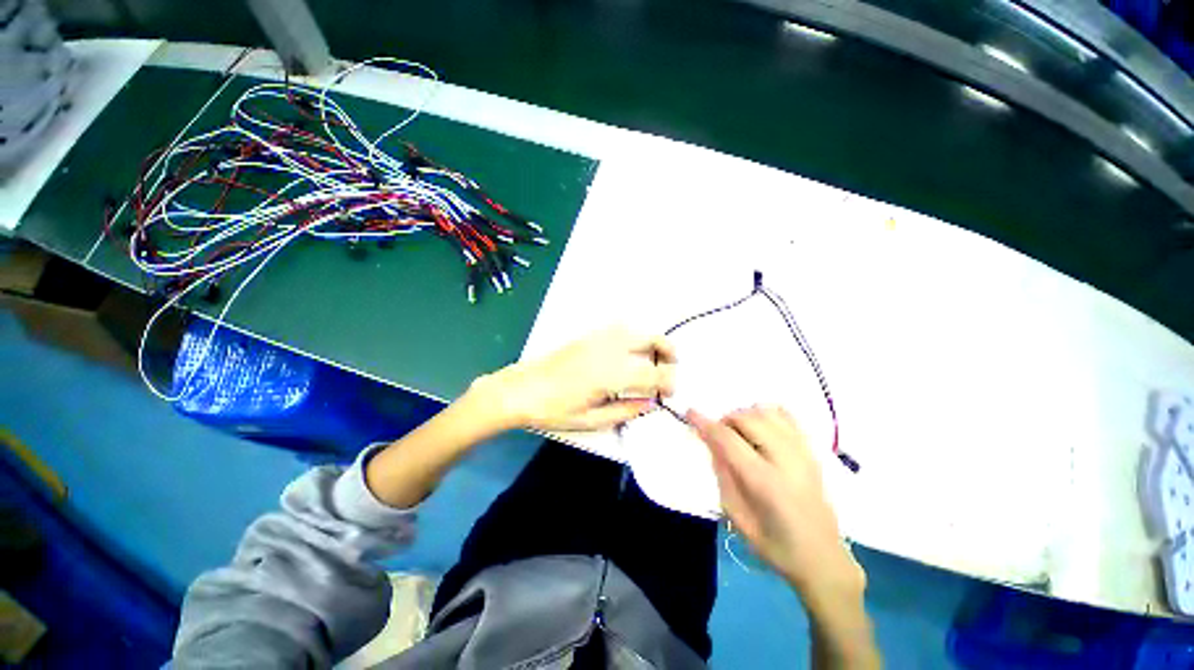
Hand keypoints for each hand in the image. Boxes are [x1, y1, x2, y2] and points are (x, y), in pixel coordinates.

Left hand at [480, 326, 676, 430]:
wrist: (521, 389)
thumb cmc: (554, 410)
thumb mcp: (591, 420)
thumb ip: (626, 411)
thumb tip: (651, 404)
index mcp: (613, 373)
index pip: (654, 373)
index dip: (668, 383)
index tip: (670, 394)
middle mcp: (611, 348)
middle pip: (652, 340)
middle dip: (669, 353)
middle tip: (671, 369)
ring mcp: (599, 338)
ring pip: (638, 330)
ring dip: (653, 342)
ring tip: (655, 359)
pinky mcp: (589, 335)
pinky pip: (621, 328)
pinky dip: (635, 337)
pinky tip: (632, 351)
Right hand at [688, 406, 863, 603]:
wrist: (823, 558)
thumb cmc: (775, 545)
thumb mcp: (737, 517)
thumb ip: (722, 476)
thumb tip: (711, 443)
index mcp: (764, 481)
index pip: (728, 439)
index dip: (705, 423)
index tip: (690, 413)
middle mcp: (785, 459)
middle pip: (747, 418)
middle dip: (726, 420)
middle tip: (719, 436)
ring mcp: (803, 452)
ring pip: (767, 412)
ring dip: (745, 415)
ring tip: (739, 433)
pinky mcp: (812, 451)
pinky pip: (787, 416)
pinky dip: (767, 414)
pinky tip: (760, 428)